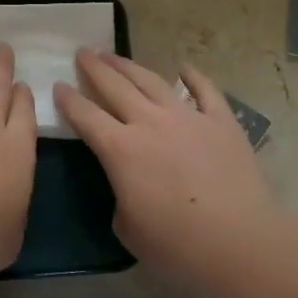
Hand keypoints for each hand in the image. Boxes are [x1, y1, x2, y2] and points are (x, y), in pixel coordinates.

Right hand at [54, 50, 277, 273]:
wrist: (240, 242)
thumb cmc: (177, 245)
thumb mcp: (128, 228)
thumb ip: (121, 197)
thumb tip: (129, 185)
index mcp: (120, 149)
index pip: (86, 116)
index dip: (69, 100)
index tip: (58, 85)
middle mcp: (150, 123)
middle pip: (115, 86)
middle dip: (95, 68)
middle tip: (83, 52)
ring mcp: (188, 117)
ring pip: (152, 81)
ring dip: (129, 65)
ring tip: (114, 54)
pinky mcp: (221, 121)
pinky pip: (205, 90)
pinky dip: (193, 75)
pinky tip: (184, 67)